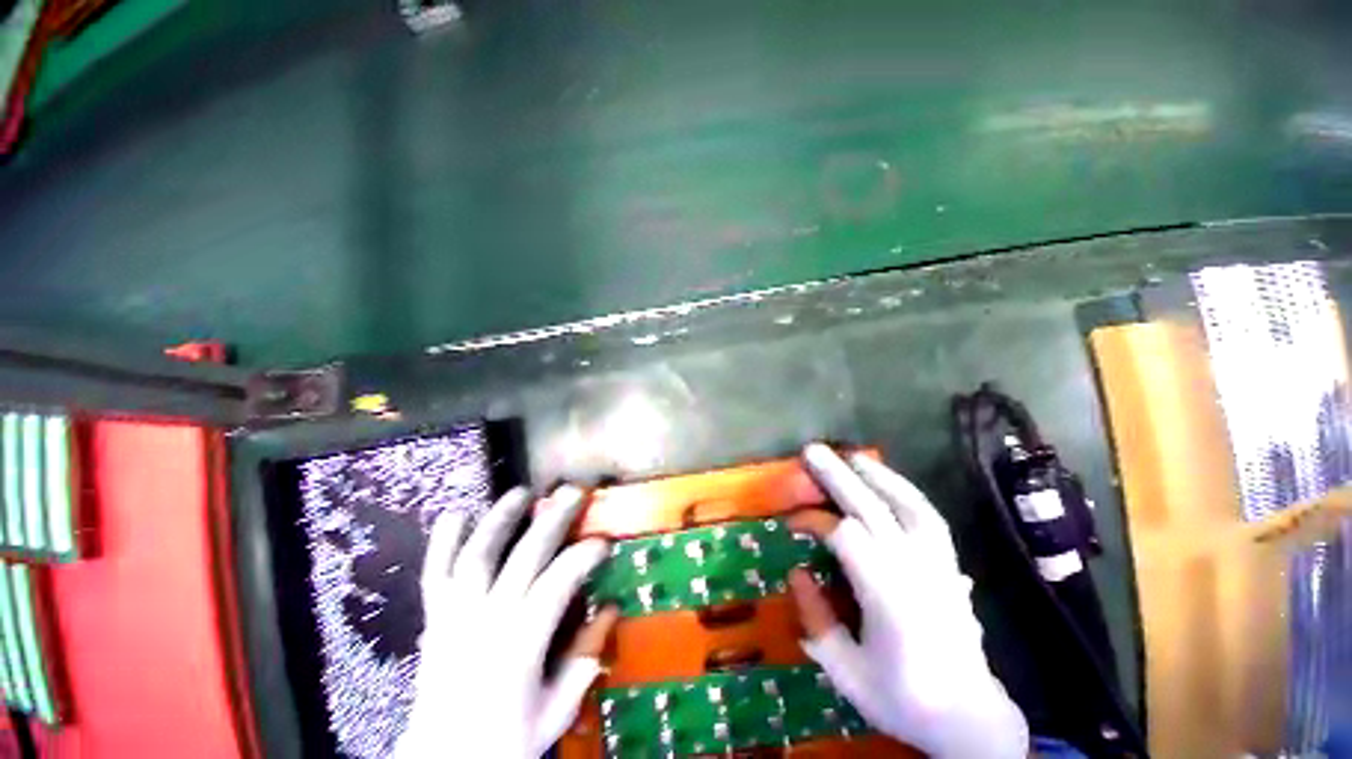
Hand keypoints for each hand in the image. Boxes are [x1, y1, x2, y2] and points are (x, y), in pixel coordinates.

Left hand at [397, 486, 618, 758]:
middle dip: (553, 519)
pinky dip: (443, 541)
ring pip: (479, 554)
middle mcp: (487, 619)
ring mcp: (456, 614)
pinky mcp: (434, 617)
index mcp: (520, 643)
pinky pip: (435, 572)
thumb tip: (612, 611)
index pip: (558, 582)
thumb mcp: (556, 710)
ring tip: (522, 492)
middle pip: (524, 555)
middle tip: (574, 492)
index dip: (584, 555)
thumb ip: (585, 661)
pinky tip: (457, 513)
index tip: (603, 541)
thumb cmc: (504, 741)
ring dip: (501, 518)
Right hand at [788, 444, 1028, 757]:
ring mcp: (939, 564)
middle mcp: (916, 571)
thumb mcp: (845, 672)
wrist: (969, 716)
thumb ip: (816, 619)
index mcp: (889, 599)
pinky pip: (929, 516)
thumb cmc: (902, 698)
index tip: (791, 523)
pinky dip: (906, 491)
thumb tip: (795, 571)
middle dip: (838, 477)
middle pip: (873, 509)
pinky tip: (888, 480)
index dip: (814, 521)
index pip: (845, 536)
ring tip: (852, 456)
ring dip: (878, 475)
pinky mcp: (949, 563)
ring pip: (908, 505)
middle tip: (812, 451)